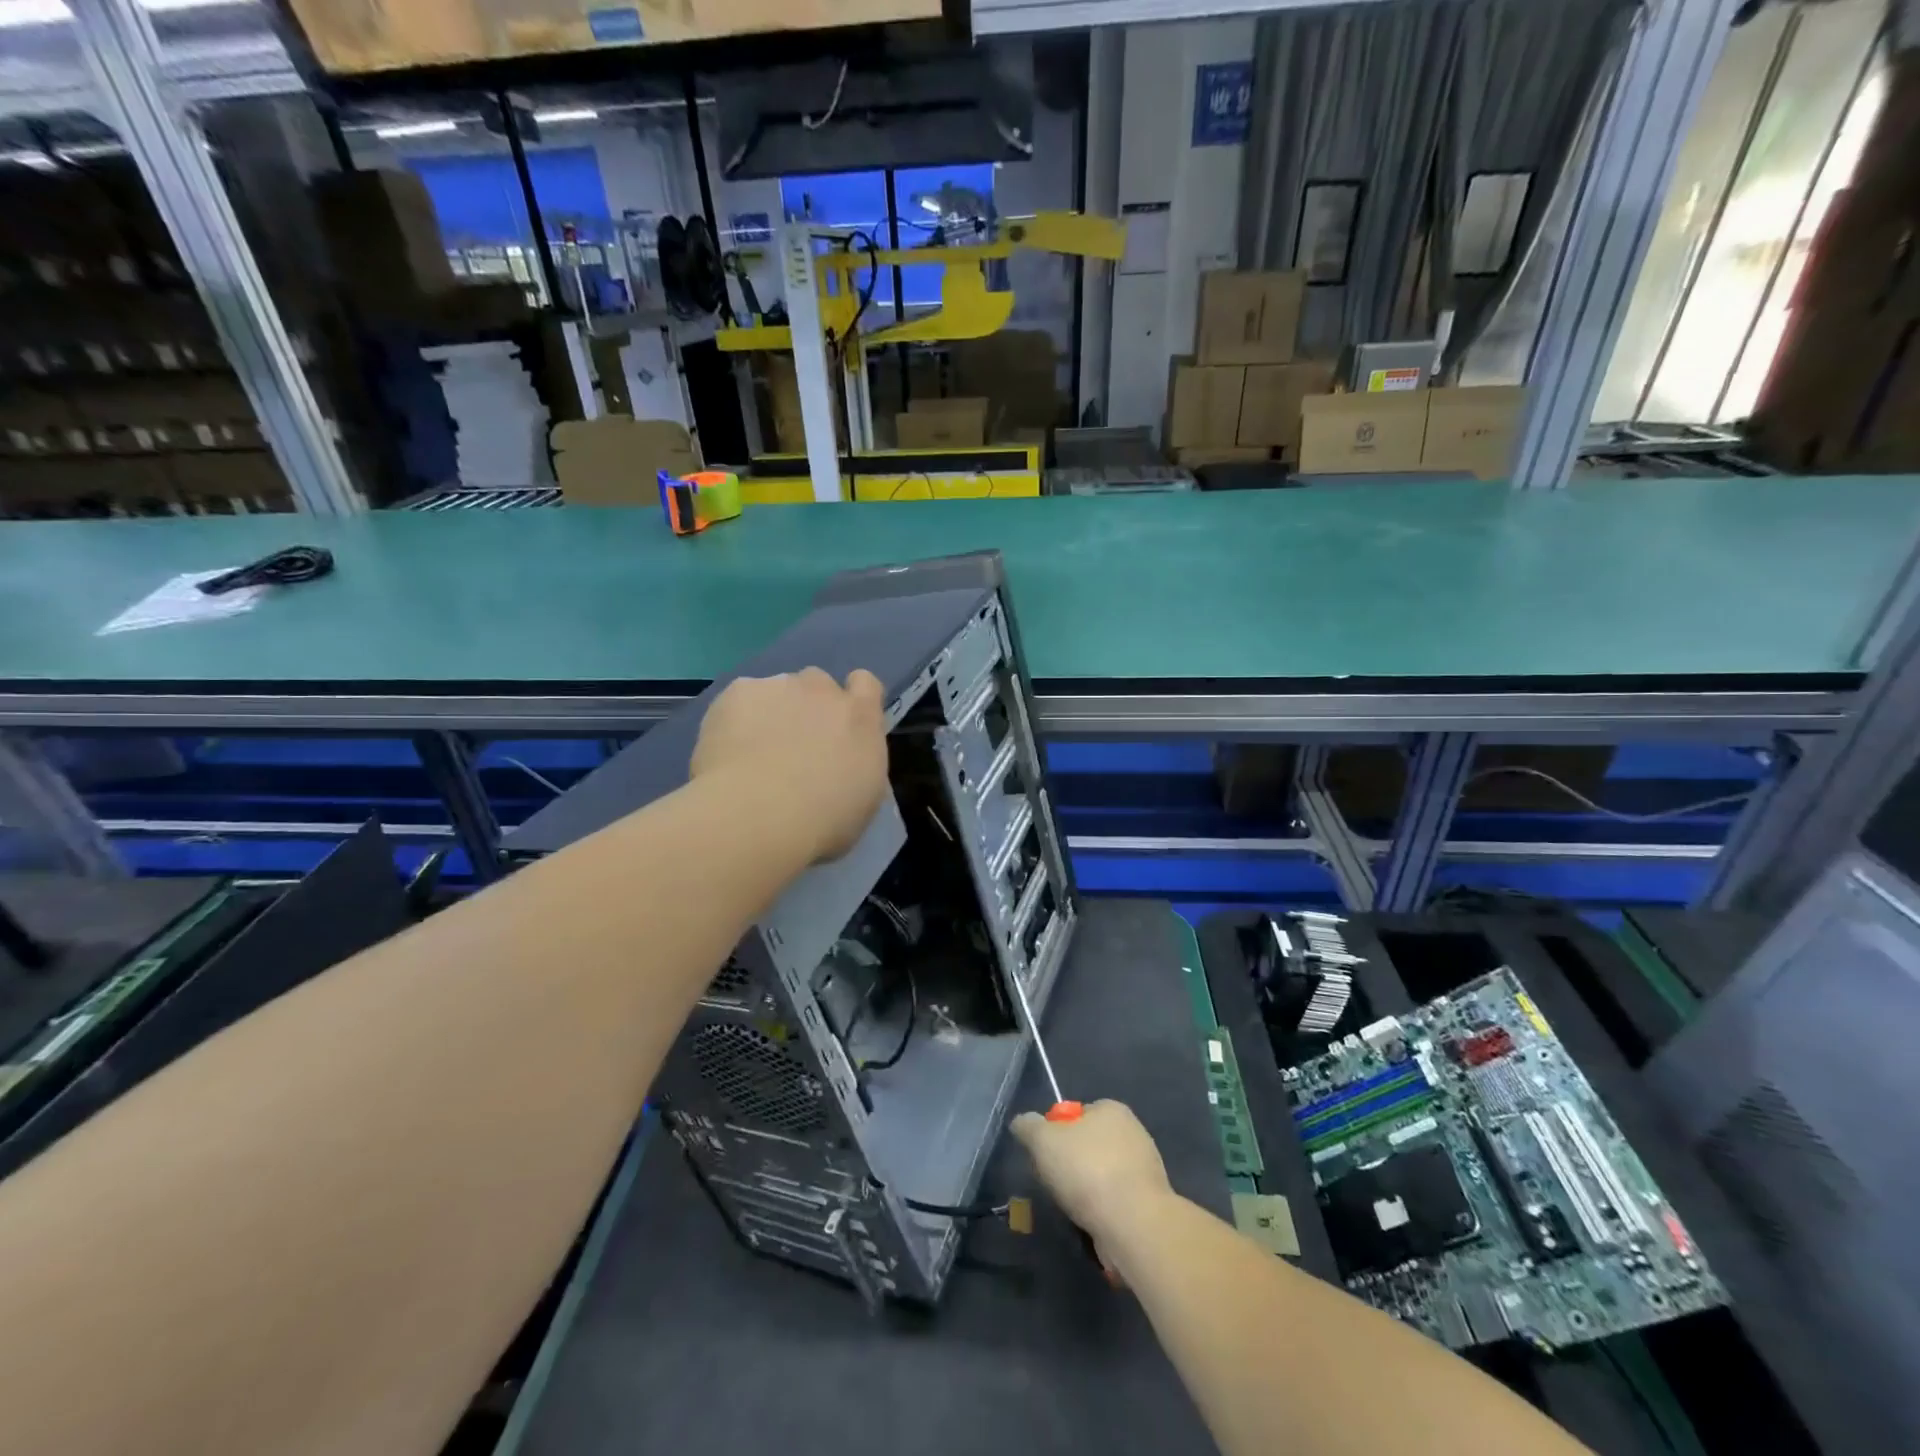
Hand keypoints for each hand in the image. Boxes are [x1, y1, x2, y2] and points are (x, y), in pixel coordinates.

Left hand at [690, 668, 888, 862]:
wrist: (758, 817)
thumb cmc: (822, 822)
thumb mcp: (863, 798)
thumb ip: (856, 763)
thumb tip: (843, 760)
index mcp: (860, 717)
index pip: (866, 683)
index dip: (853, 698)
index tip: (840, 725)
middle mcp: (823, 691)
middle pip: (817, 683)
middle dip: (809, 706)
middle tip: (794, 746)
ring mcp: (778, 686)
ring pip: (776, 690)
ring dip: (771, 711)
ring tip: (752, 753)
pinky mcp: (737, 691)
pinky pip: (740, 699)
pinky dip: (735, 718)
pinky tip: (727, 750)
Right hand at [1010, 1099, 1171, 1248]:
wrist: (1134, 1224)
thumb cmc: (1087, 1170)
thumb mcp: (1043, 1140)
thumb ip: (1028, 1126)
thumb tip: (1022, 1123)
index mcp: (1112, 1109)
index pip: (1078, 1113)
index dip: (1057, 1133)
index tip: (1046, 1155)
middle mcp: (1133, 1132)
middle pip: (1090, 1145)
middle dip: (1072, 1164)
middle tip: (1056, 1183)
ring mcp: (1145, 1169)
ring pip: (1103, 1175)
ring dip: (1087, 1191)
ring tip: (1073, 1208)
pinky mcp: (1150, 1203)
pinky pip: (1117, 1201)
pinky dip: (1103, 1211)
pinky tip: (1093, 1223)